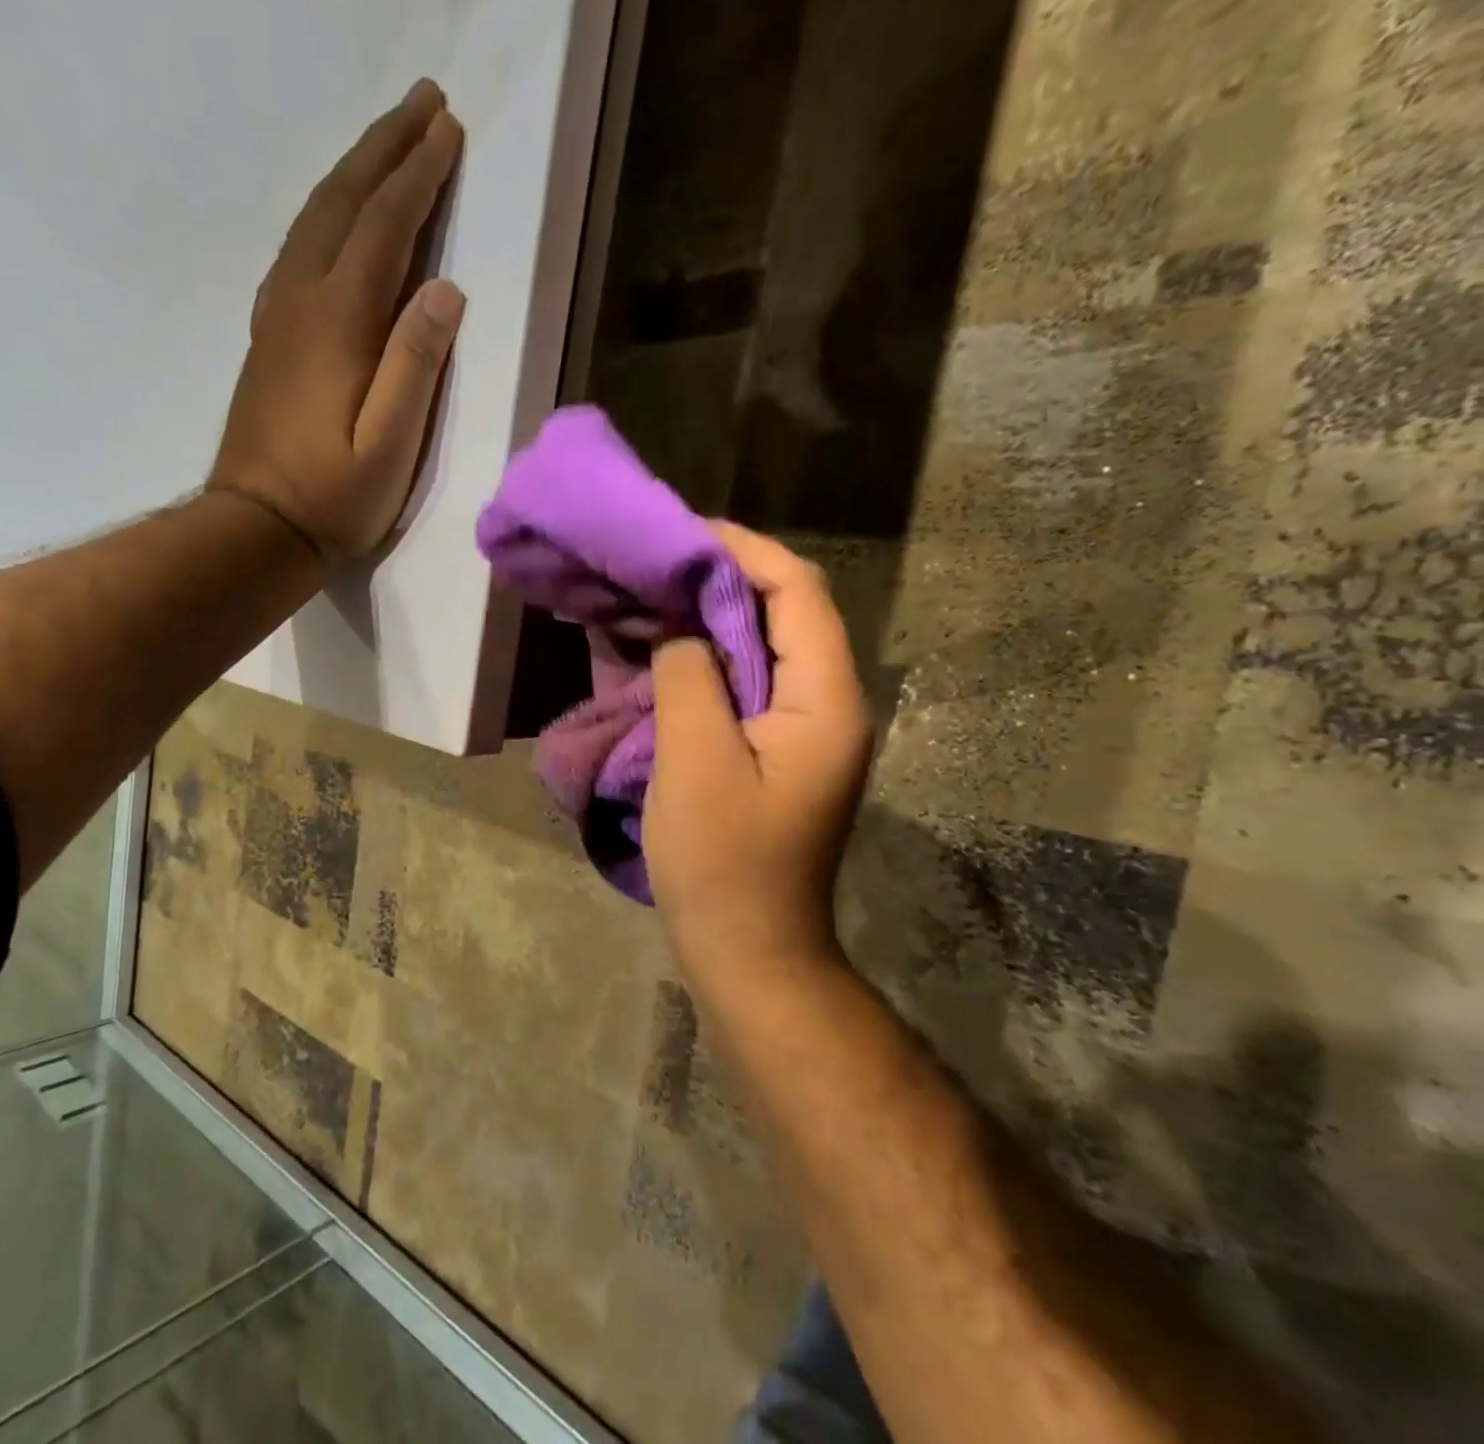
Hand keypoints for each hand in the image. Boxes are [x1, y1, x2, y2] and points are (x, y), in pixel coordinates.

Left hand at [211, 80, 465, 565]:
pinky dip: (325, 216)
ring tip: (388, 143)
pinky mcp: (270, 341)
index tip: (449, 129)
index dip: (418, 177)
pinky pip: (299, 253)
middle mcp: (302, 302)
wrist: (257, 531)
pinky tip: (337, 219)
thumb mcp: (390, 445)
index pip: (384, 229)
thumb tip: (444, 291)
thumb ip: (415, 365)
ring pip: (315, 221)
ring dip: (353, 174)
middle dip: (385, 150)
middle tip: (422, 103)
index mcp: (339, 323)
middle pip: (343, 205)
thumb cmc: (333, 499)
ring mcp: (278, 319)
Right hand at [646, 524, 874, 965]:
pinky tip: (665, 653)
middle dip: (724, 579)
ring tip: (655, 596)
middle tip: (659, 563)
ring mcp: (806, 730)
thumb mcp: (696, 762)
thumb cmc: (723, 863)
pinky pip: (748, 684)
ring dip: (711, 618)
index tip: (680, 534)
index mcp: (825, 700)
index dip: (743, 551)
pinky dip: (707, 659)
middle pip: (785, 613)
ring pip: (764, 647)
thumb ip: (690, 678)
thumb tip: (683, 631)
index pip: (797, 593)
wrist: (748, 950)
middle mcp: (828, 704)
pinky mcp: (778, 751)